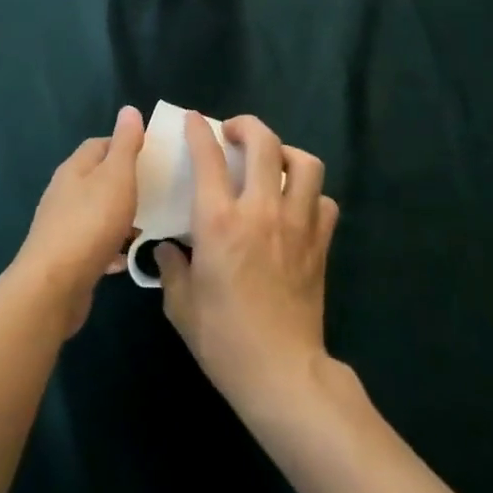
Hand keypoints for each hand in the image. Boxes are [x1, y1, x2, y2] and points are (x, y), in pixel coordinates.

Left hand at [9, 105, 144, 335]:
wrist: (54, 285)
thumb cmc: (90, 223)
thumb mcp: (116, 176)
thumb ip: (125, 144)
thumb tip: (129, 109)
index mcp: (75, 168)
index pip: (99, 144)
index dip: (125, 144)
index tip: (153, 154)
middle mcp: (64, 192)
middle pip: (97, 177)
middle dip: (125, 181)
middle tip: (157, 189)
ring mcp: (62, 224)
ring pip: (96, 211)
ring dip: (119, 214)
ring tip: (148, 223)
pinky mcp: (66, 255)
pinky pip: (94, 243)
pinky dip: (112, 245)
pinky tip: (128, 257)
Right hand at [156, 113, 338, 415]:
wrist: (281, 372)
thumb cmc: (223, 339)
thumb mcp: (180, 305)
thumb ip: (171, 267)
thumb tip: (169, 249)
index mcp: (219, 222)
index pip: (209, 158)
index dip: (199, 132)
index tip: (195, 120)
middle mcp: (260, 211)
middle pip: (264, 144)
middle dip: (247, 126)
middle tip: (234, 132)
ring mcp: (296, 225)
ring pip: (304, 164)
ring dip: (286, 153)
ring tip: (272, 160)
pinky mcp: (319, 244)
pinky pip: (324, 202)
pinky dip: (311, 194)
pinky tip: (297, 204)